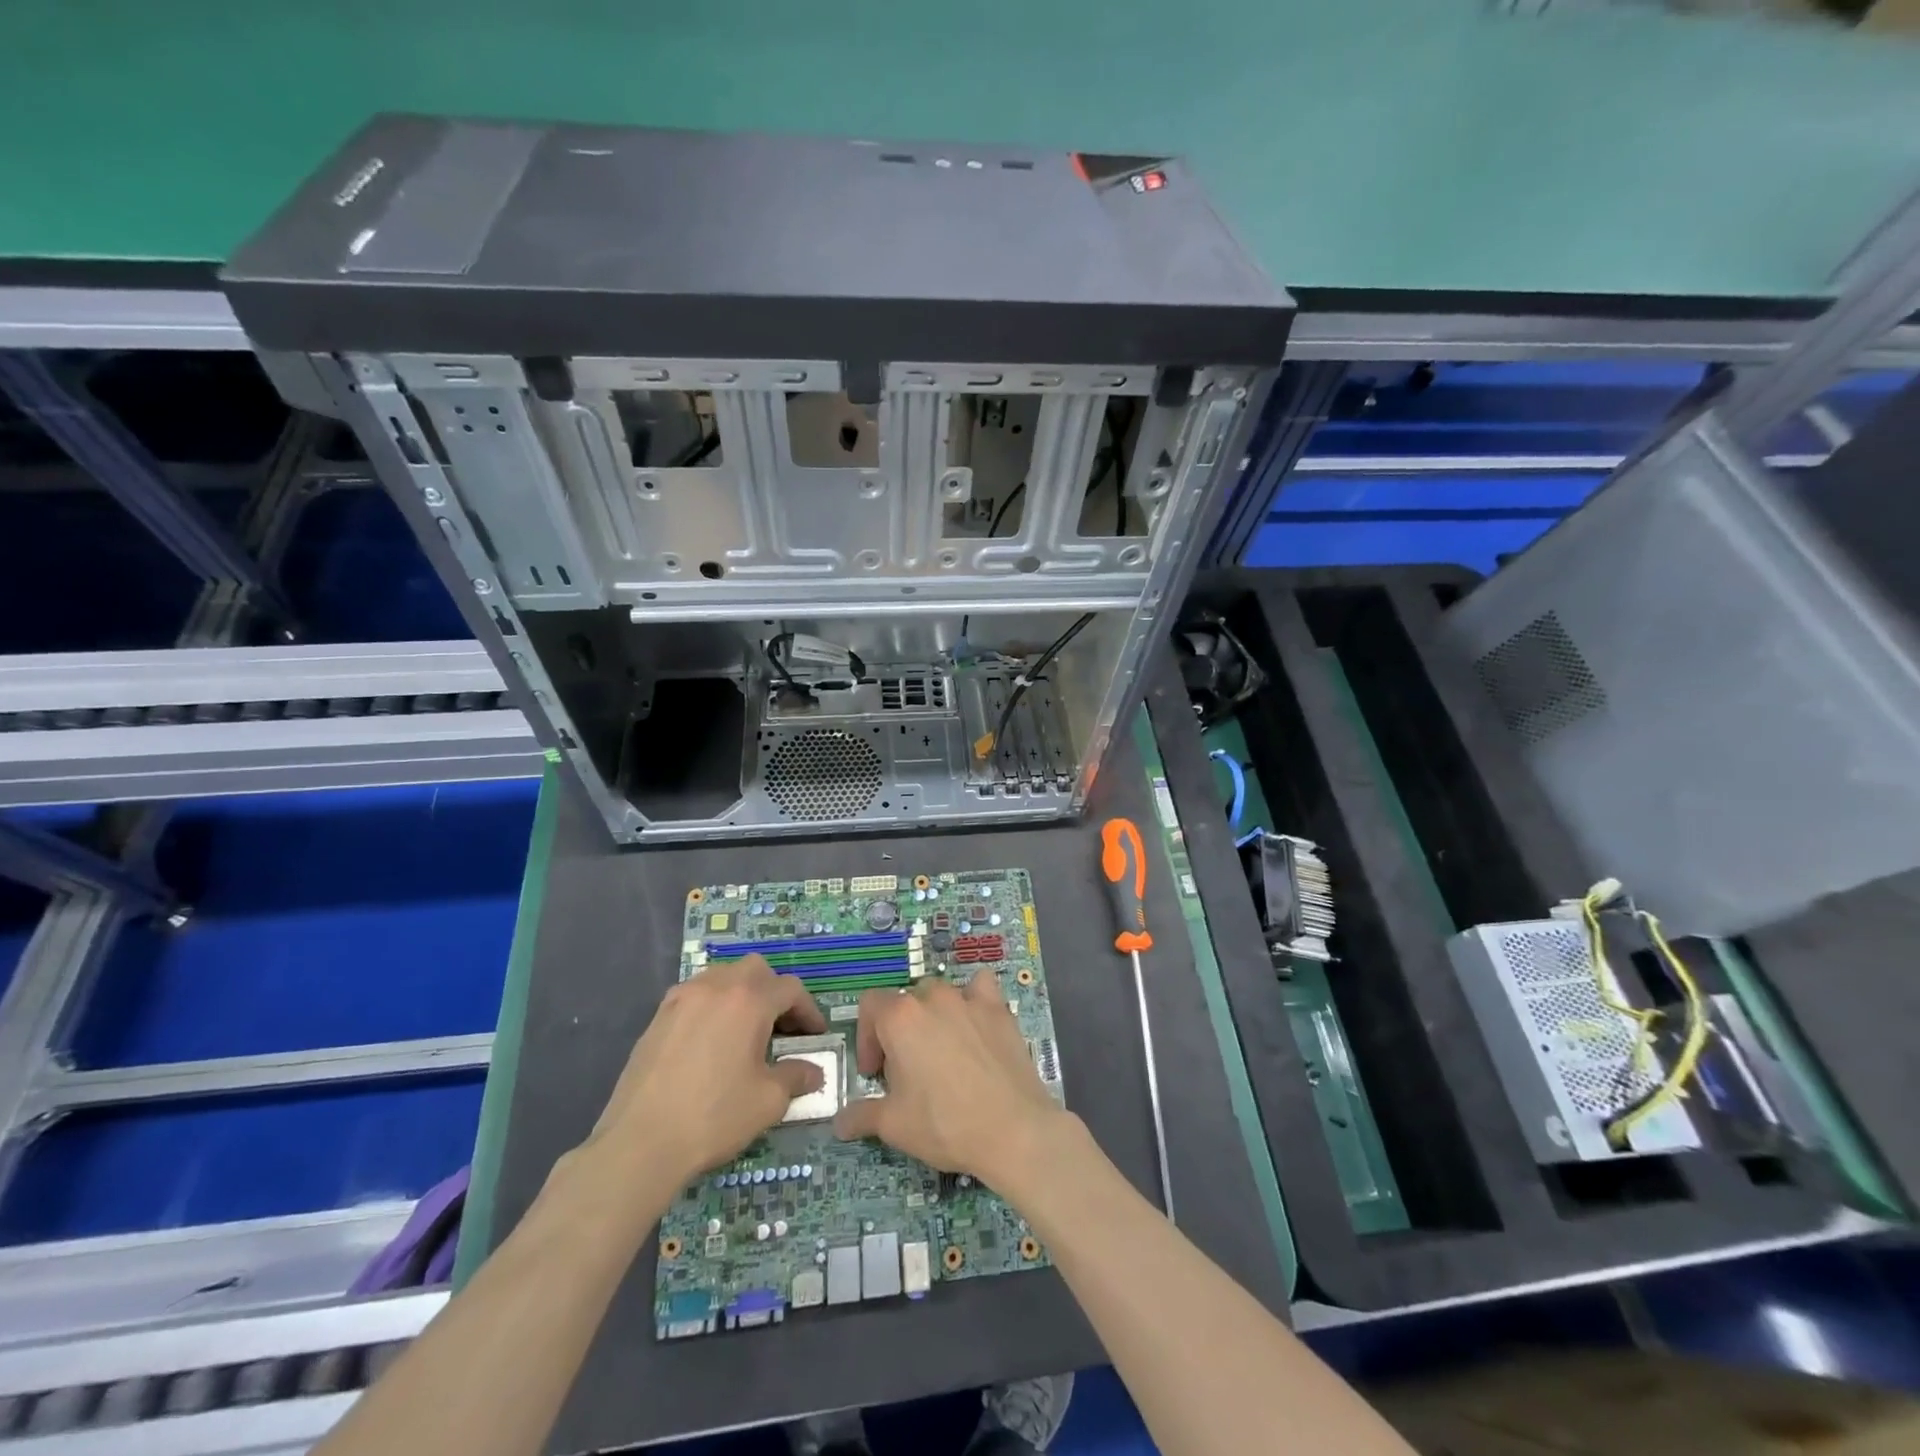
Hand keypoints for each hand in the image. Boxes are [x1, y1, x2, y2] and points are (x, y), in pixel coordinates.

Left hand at [577, 955, 826, 1193]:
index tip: (815, 1036)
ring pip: (722, 977)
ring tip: (746, 1033)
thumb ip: (796, 1077)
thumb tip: (813, 1072)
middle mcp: (715, 987)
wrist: (639, 1144)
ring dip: (742, 995)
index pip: (790, 989)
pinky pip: (696, 996)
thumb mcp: (768, 1101)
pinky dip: (713, 1007)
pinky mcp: (658, 1017)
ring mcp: (682, 998)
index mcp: (748, 1000)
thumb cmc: (713, 1117)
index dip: (809, 1011)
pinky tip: (712, 1043)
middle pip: (756, 970)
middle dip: (774, 992)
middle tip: (782, 1028)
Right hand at [833, 971, 1070, 1190]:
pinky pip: (980, 987)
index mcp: (900, 1018)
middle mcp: (933, 998)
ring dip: (932, 1016)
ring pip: (940, 994)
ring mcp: (969, 999)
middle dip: (899, 1031)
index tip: (875, 1074)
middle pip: (905, 1001)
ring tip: (941, 1052)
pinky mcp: (999, 1009)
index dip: (867, 1038)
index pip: (870, 1005)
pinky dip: (973, 998)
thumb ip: (861, 1115)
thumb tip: (839, 1122)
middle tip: (907, 1071)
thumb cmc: (945, 1124)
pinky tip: (975, 1024)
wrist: (1013, 1130)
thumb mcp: (894, 1125)